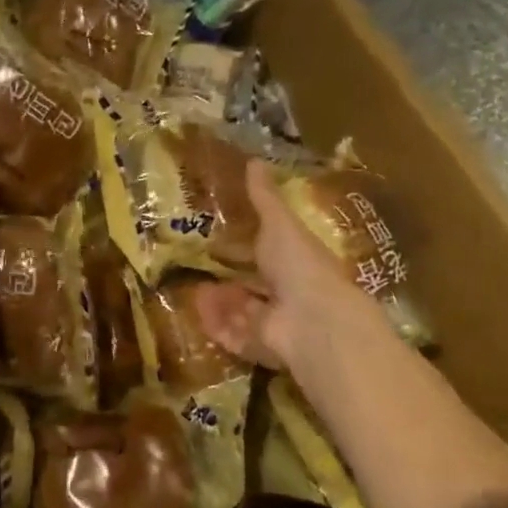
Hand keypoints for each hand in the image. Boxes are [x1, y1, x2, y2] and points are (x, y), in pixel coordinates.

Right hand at [194, 160, 405, 373]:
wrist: (313, 321)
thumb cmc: (299, 264)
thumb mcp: (280, 224)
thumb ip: (265, 198)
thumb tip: (254, 160)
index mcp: (300, 263)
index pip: (274, 254)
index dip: (252, 247)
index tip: (224, 237)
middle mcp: (292, 295)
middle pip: (257, 286)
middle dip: (232, 279)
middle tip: (201, 267)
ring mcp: (279, 324)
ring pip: (244, 312)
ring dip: (221, 302)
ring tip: (194, 289)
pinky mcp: (263, 347)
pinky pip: (235, 336)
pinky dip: (218, 324)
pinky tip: (199, 310)